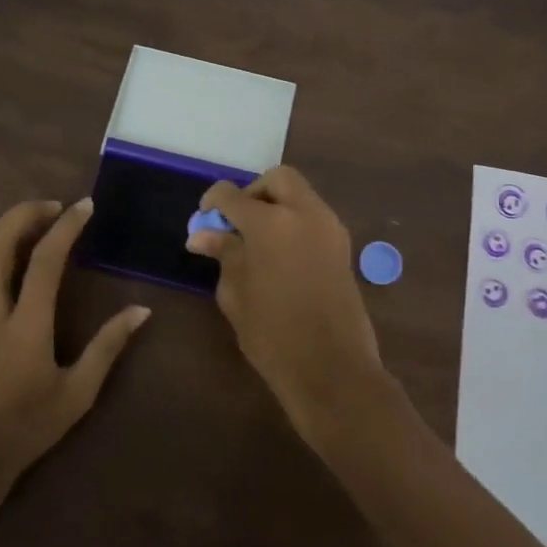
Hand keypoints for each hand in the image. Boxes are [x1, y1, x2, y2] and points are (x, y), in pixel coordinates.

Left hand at [0, 197, 148, 482]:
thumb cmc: (28, 426)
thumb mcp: (78, 392)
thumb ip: (108, 346)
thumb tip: (141, 310)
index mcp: (25, 326)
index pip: (45, 260)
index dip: (65, 227)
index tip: (84, 206)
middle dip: (25, 214)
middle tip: (52, 207)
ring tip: (24, 221)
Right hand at [185, 167, 383, 445]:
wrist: (332, 367)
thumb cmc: (273, 334)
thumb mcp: (236, 293)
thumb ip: (223, 254)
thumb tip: (203, 234)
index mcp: (271, 223)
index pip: (233, 195)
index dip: (213, 202)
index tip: (204, 219)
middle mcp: (304, 213)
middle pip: (278, 179)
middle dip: (254, 192)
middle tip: (237, 222)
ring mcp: (329, 227)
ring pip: (300, 194)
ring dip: (277, 204)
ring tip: (256, 241)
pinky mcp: (343, 246)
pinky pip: (314, 216)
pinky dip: (295, 221)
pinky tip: (279, 252)